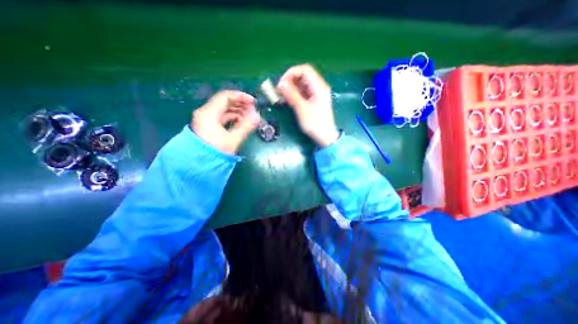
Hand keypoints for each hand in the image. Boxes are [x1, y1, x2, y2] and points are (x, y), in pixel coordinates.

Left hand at [191, 90, 258, 154]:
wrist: (199, 167)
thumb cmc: (215, 153)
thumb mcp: (232, 140)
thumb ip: (246, 127)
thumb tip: (258, 116)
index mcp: (208, 113)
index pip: (225, 97)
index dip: (241, 97)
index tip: (253, 102)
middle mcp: (205, 113)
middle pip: (225, 102)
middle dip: (241, 105)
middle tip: (253, 110)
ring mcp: (206, 120)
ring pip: (224, 110)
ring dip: (238, 112)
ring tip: (250, 117)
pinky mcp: (209, 127)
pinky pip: (222, 118)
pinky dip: (233, 118)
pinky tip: (242, 123)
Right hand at [276, 63, 339, 146]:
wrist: (325, 137)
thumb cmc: (315, 124)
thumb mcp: (302, 109)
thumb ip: (292, 95)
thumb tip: (280, 84)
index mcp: (319, 87)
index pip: (305, 70)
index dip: (291, 73)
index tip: (281, 83)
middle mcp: (318, 87)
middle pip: (303, 76)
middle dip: (290, 81)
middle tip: (279, 91)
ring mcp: (316, 94)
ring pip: (301, 85)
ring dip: (290, 88)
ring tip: (281, 97)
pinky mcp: (313, 101)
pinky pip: (302, 93)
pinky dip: (294, 95)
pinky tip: (287, 100)